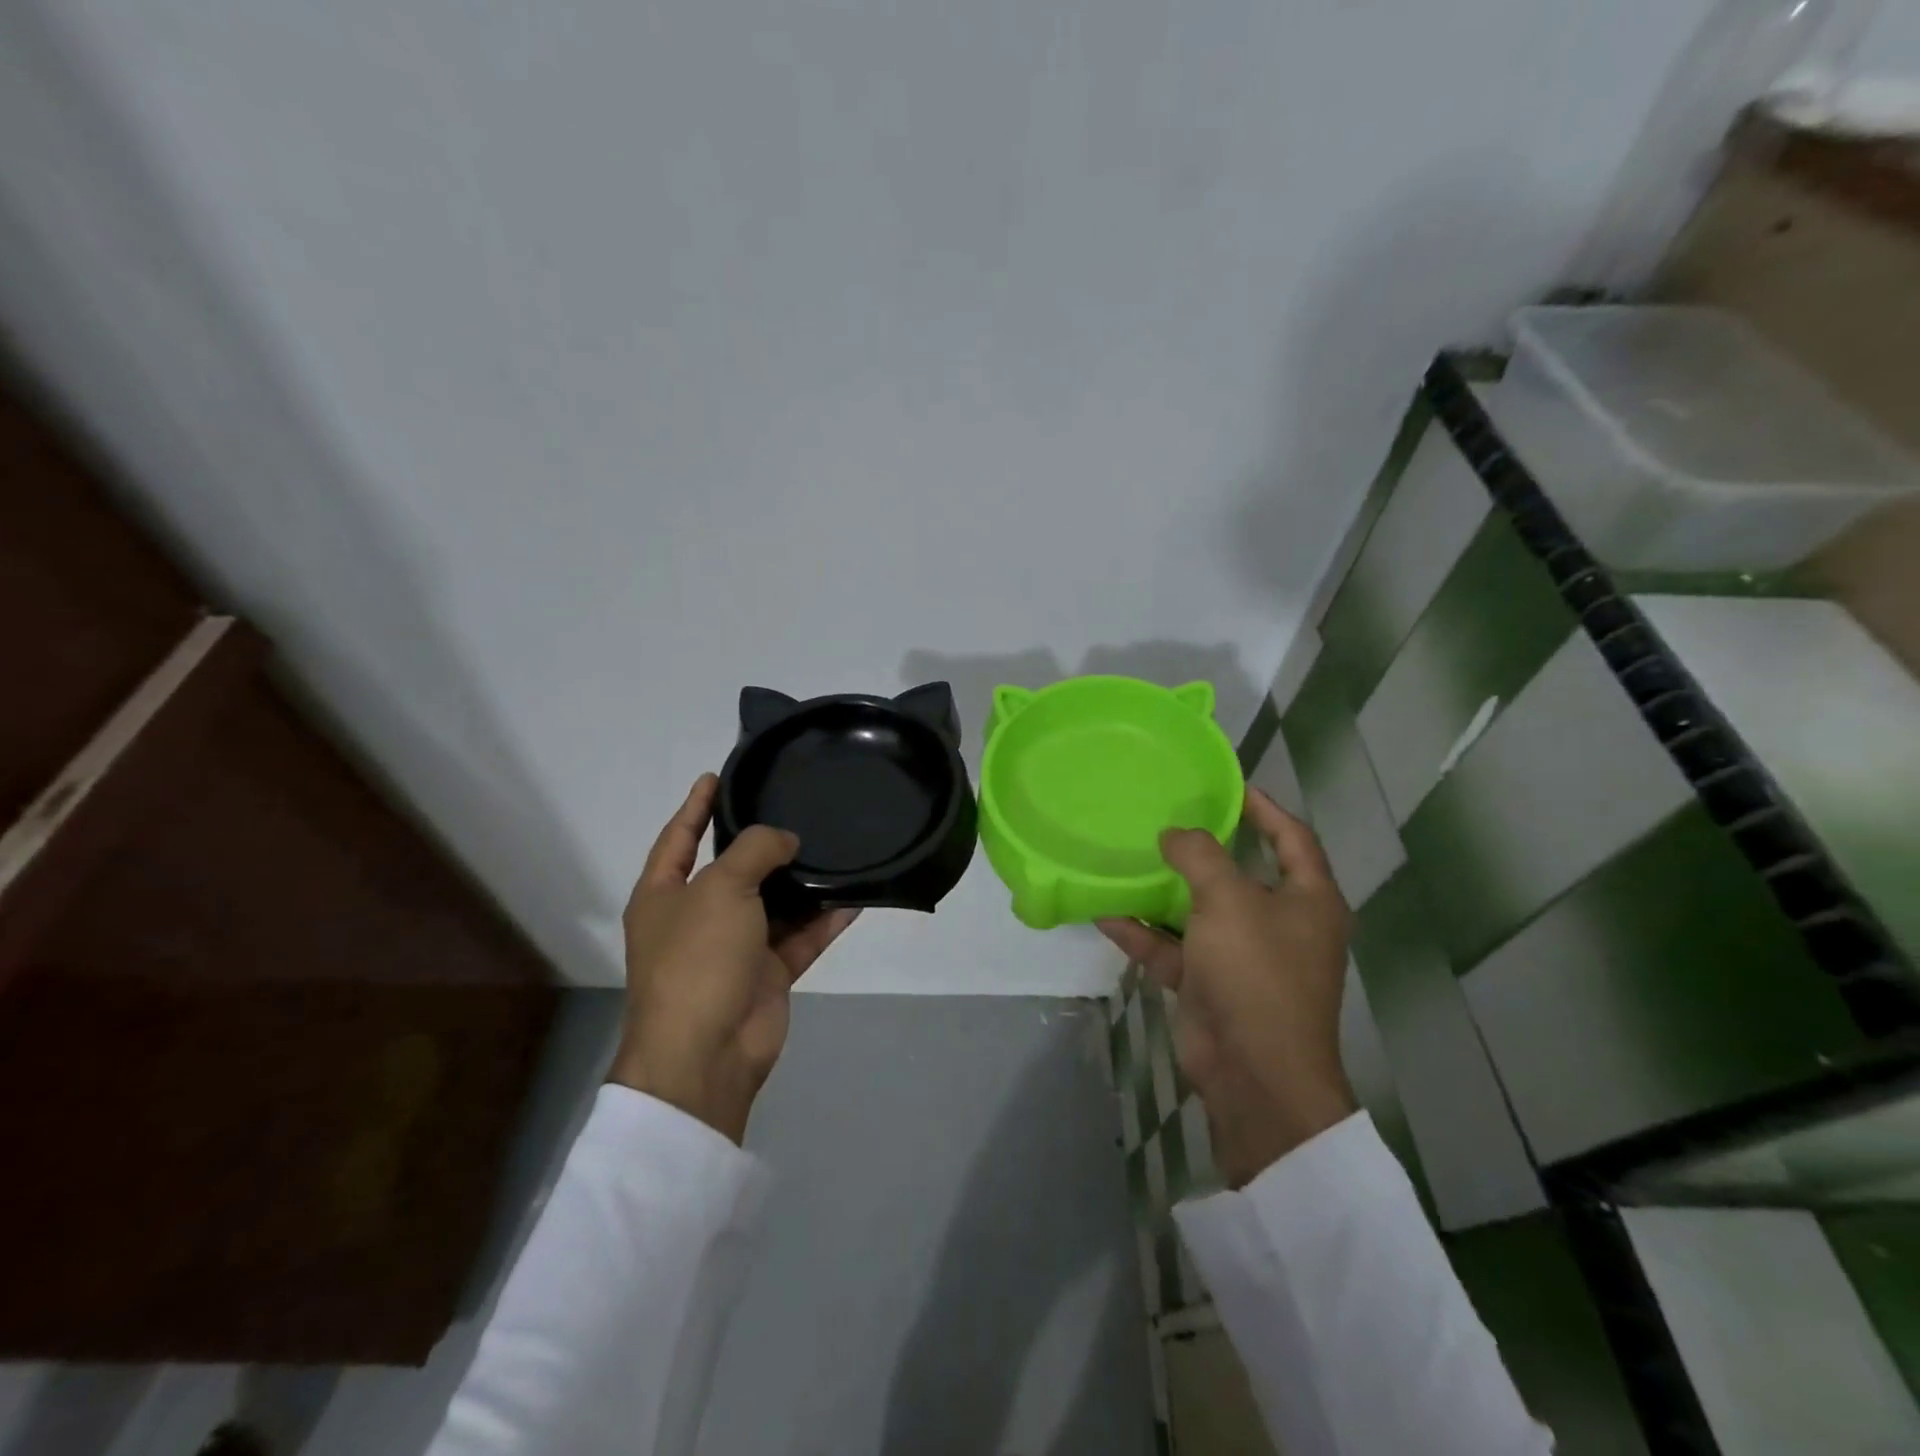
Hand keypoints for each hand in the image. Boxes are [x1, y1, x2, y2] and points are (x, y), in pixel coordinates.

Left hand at [610, 774, 857, 1143]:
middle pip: (733, 869)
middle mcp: (697, 917)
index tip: (718, 775)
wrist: (706, 1052)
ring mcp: (734, 947)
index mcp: (664, 895)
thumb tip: (785, 841)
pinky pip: (801, 937)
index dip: (696, 805)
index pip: (680, 837)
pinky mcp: (767, 973)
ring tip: (834, 845)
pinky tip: (855, 896)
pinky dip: (825, 919)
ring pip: (774, 903)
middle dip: (761, 842)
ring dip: (802, 881)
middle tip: (795, 807)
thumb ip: (754, 850)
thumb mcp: (720, 888)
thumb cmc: (697, 958)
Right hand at [1098, 788, 1355, 1187]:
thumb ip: (1199, 856)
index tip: (1226, 786)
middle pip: (1241, 874)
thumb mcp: (1228, 900)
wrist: (1254, 1073)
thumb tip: (1174, 833)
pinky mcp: (1211, 984)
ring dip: (1166, 891)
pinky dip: (1145, 933)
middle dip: (1205, 849)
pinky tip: (1107, 912)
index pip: (1291, 838)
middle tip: (1167, 818)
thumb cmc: (1256, 972)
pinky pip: (1175, 948)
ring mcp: (1244, 957)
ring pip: (1202, 912)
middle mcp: (1280, 925)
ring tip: (1130, 858)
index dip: (1264, 808)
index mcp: (1308, 900)